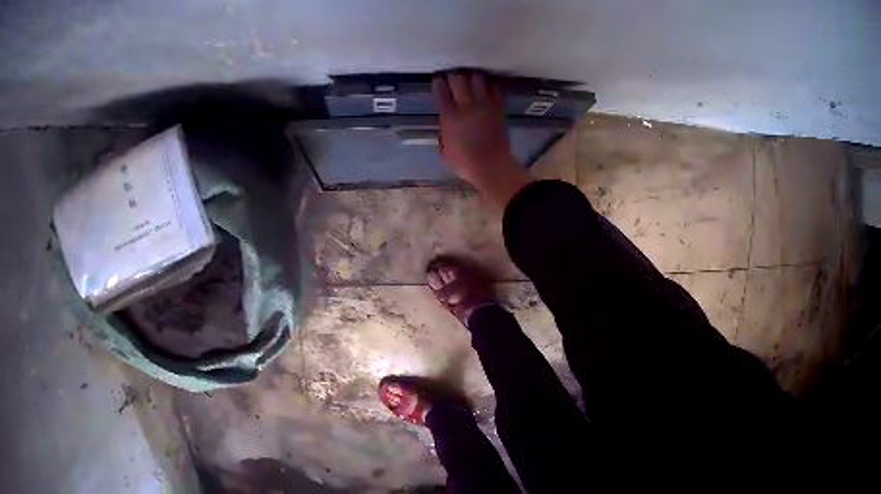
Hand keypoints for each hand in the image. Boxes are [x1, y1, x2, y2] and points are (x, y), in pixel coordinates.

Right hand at [433, 72, 533, 208]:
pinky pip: (494, 88)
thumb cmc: (465, 163)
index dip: (438, 82)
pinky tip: (486, 86)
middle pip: (458, 78)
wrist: (492, 166)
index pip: (441, 91)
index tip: (438, 80)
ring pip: (477, 78)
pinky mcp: (498, 107)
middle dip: (454, 74)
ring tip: (470, 78)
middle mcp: (466, 106)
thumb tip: (445, 123)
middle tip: (454, 76)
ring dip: (472, 76)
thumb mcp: (444, 151)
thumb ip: (443, 133)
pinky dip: (489, 84)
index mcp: (449, 117)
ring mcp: (484, 105)